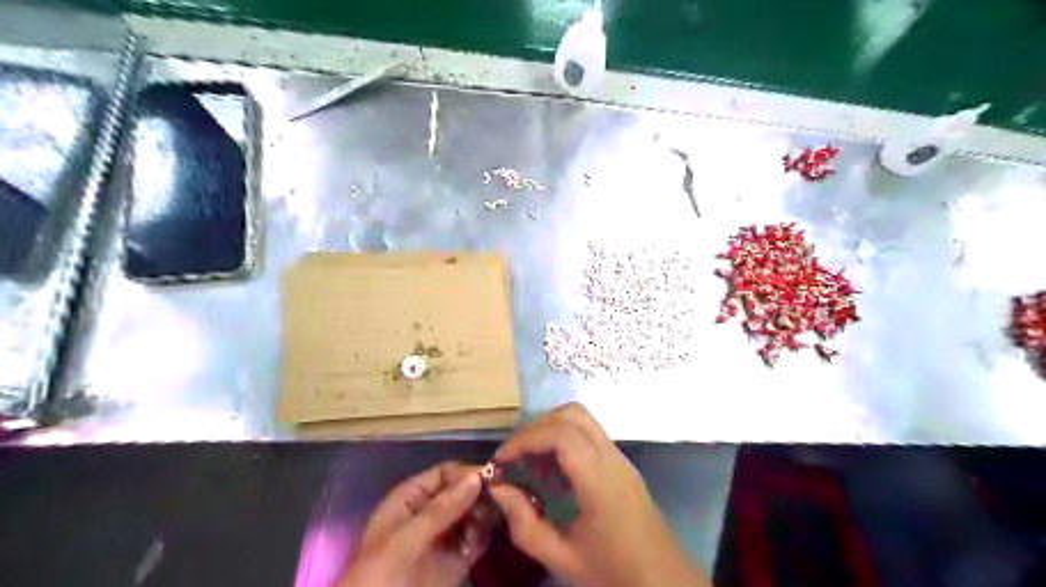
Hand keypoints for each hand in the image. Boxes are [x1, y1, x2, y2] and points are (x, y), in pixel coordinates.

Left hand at [337, 460, 493, 586]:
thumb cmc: (379, 578)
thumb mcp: (405, 541)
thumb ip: (440, 510)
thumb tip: (477, 477)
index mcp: (410, 500)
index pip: (444, 474)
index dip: (467, 473)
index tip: (494, 478)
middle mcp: (429, 514)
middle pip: (462, 492)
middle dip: (482, 493)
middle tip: (504, 499)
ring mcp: (442, 539)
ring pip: (472, 514)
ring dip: (487, 513)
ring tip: (501, 517)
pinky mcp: (455, 563)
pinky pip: (476, 540)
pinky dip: (487, 534)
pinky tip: (496, 533)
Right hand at [488, 404, 710, 586]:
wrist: (662, 577)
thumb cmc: (612, 569)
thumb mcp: (561, 558)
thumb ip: (525, 524)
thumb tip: (498, 488)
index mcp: (600, 482)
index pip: (561, 436)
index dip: (526, 439)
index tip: (502, 460)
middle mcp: (612, 459)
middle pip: (572, 415)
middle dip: (535, 427)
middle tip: (513, 454)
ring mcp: (620, 456)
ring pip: (582, 417)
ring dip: (550, 427)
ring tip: (528, 456)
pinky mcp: (621, 460)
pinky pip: (589, 431)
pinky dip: (563, 435)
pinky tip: (550, 465)